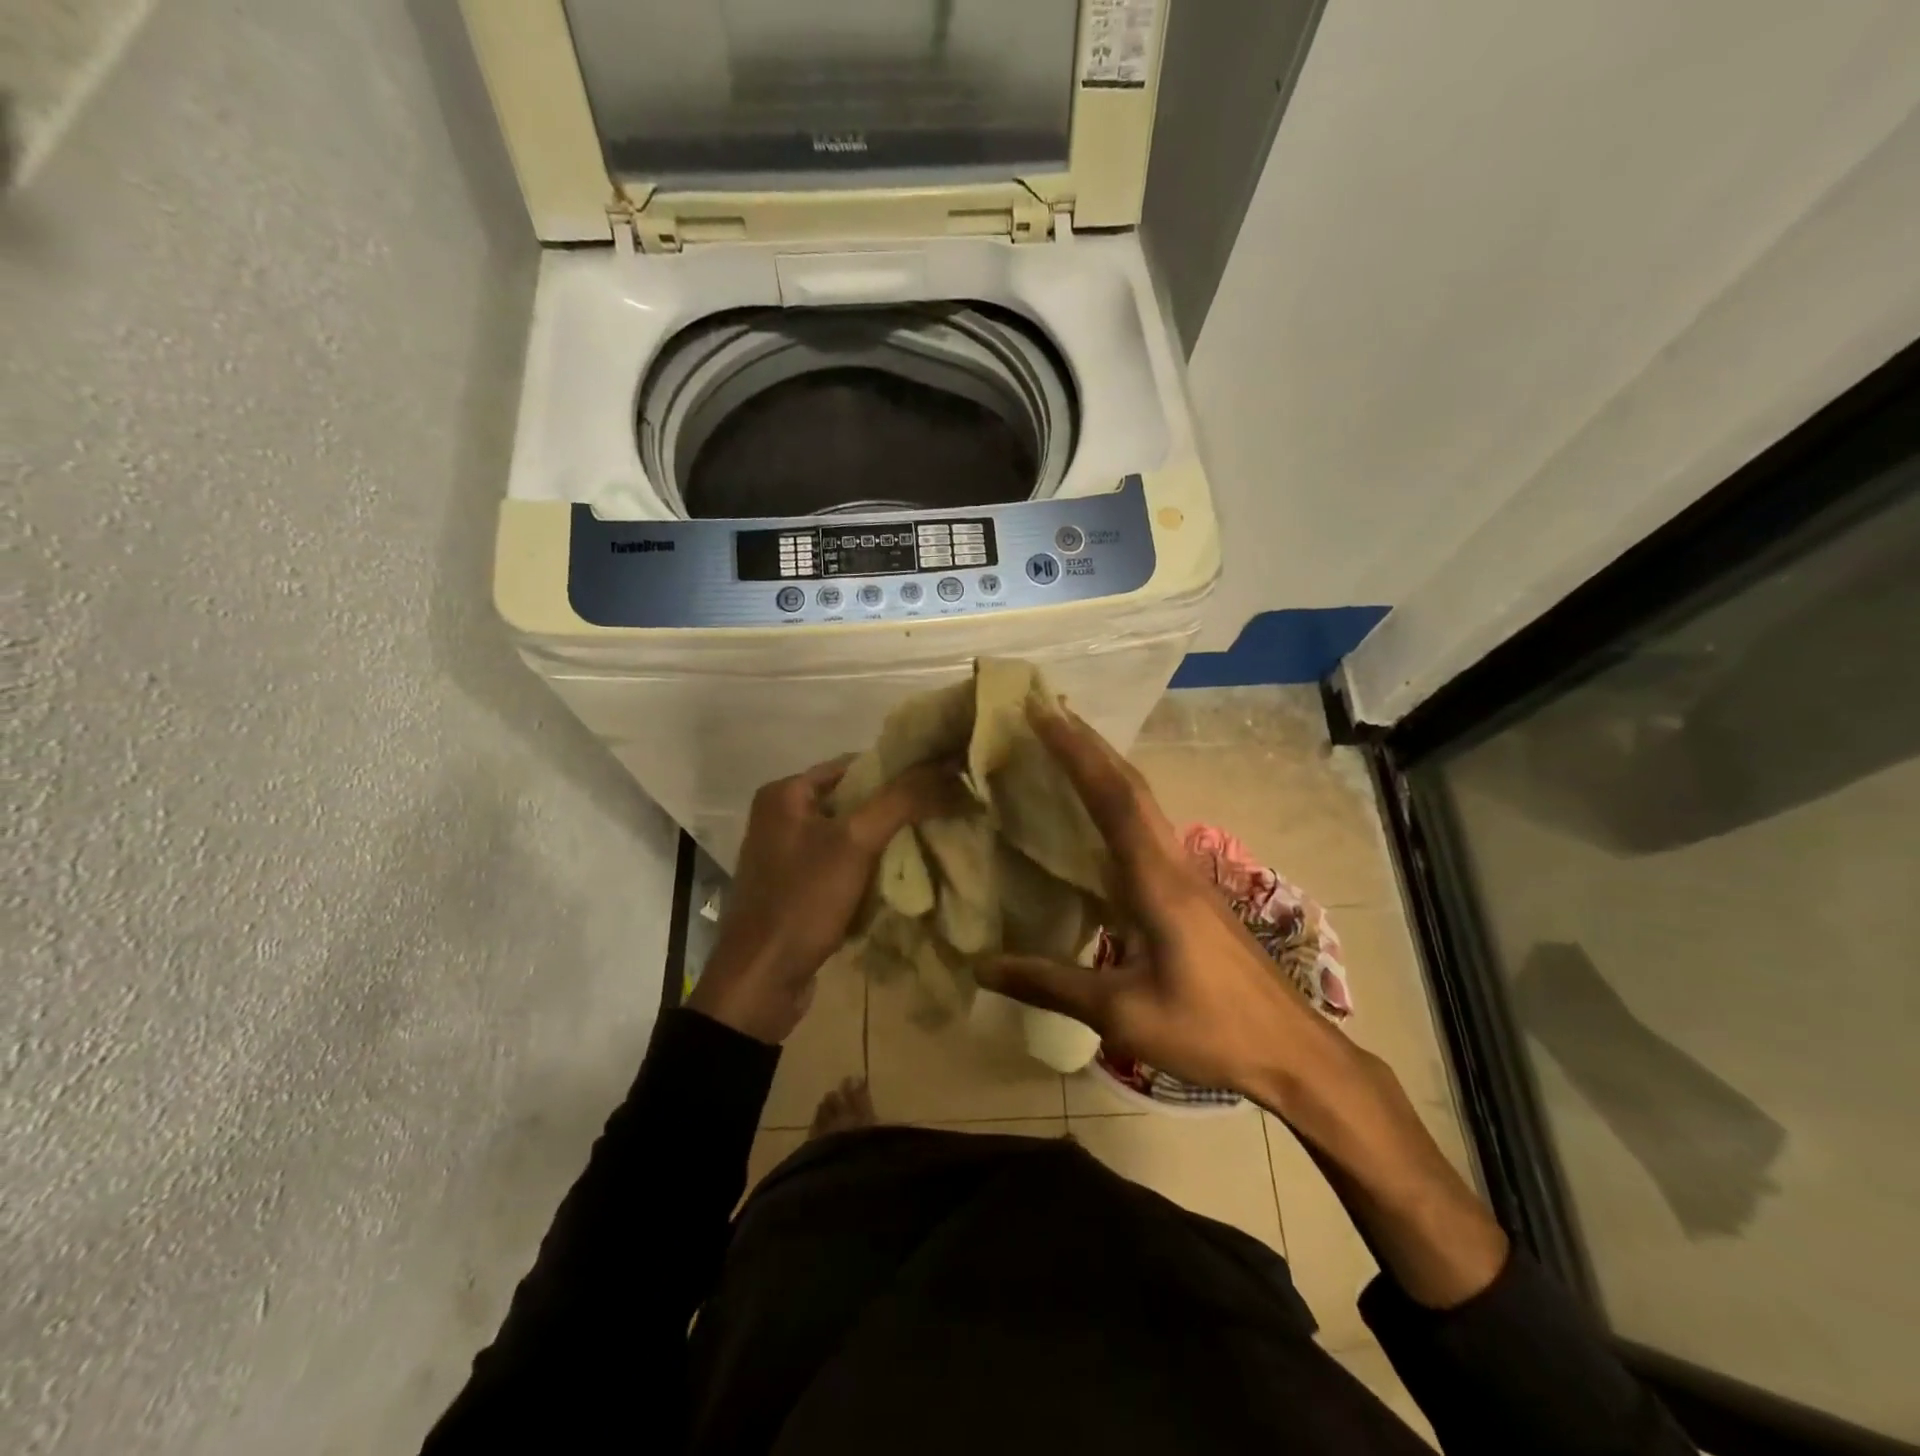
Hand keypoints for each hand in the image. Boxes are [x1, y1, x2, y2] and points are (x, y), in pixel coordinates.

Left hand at [690, 755, 950, 1044]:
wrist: (760, 983)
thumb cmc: (802, 901)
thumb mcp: (855, 843)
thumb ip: (901, 801)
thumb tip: (948, 768)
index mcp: (784, 794)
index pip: (854, 765)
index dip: (897, 772)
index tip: (939, 784)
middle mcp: (780, 817)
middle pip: (852, 801)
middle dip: (894, 810)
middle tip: (941, 815)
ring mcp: (786, 855)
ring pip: (849, 836)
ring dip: (884, 842)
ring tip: (929, 844)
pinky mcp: (795, 889)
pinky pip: (840, 866)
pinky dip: (868, 870)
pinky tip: (898, 879)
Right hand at [982, 702, 1511, 1309]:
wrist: (1294, 1054)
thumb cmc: (1211, 1030)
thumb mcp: (1123, 1014)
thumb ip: (1051, 985)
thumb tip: (981, 966)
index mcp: (1157, 881)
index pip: (1113, 799)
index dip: (1077, 752)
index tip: (1042, 712)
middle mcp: (1173, 864)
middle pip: (1131, 787)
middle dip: (1090, 744)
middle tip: (1048, 710)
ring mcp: (1188, 876)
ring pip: (1144, 803)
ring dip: (1106, 767)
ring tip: (1067, 745)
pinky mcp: (1192, 893)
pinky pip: (1148, 828)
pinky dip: (1118, 802)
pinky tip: (1099, 814)